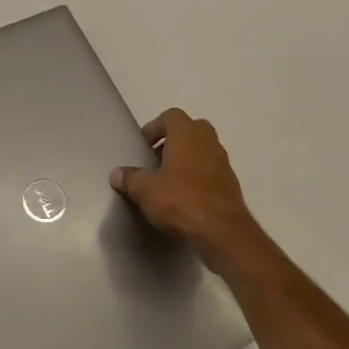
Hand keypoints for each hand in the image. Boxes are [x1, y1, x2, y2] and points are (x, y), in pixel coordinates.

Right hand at [111, 109, 269, 277]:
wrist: (223, 233)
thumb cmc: (181, 201)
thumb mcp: (145, 190)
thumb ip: (130, 178)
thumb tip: (117, 173)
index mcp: (187, 134)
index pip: (171, 116)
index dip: (154, 128)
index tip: (143, 146)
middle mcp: (208, 142)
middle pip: (190, 130)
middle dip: (172, 142)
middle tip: (155, 161)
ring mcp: (223, 163)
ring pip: (202, 151)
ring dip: (186, 161)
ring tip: (167, 182)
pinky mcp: (231, 185)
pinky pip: (210, 172)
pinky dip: (197, 178)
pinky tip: (184, 199)